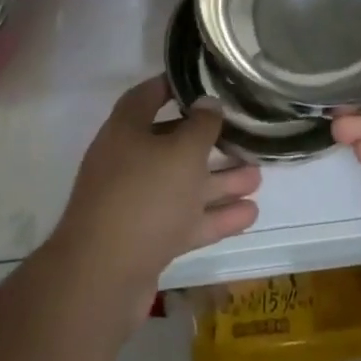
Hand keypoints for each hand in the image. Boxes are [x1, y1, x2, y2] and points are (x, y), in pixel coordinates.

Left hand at [52, 78, 260, 316]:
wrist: (102, 279)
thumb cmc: (143, 196)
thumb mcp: (181, 152)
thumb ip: (202, 126)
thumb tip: (209, 103)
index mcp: (126, 130)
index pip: (148, 96)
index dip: (173, 85)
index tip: (203, 81)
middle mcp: (128, 162)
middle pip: (172, 144)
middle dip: (209, 142)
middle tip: (243, 136)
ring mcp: (136, 204)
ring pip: (183, 185)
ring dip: (219, 181)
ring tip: (257, 177)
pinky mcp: (146, 240)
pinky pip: (185, 219)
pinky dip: (214, 216)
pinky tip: (249, 214)